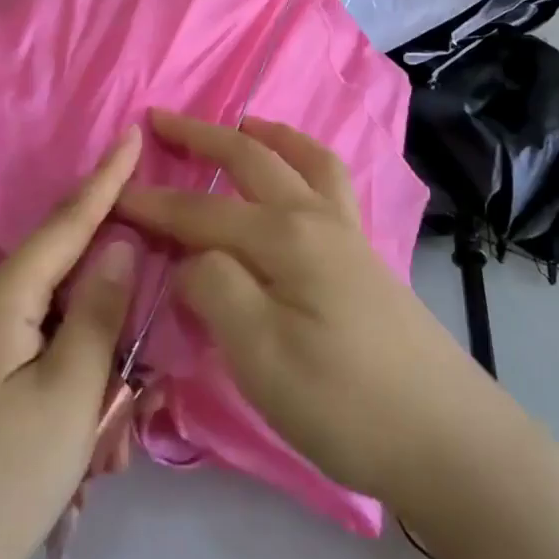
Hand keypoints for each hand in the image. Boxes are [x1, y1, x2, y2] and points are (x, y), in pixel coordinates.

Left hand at [0, 124, 142, 558]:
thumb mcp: (68, 396)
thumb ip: (100, 312)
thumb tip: (119, 243)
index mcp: (6, 297)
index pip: (69, 220)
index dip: (107, 178)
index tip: (134, 132)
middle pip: (72, 286)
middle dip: (116, 320)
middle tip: (144, 378)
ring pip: (61, 336)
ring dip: (96, 377)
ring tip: (110, 444)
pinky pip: (40, 370)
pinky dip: (71, 401)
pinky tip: (84, 455)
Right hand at [118, 108, 498, 511]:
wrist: (448, 439)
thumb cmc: (345, 402)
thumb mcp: (260, 355)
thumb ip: (215, 288)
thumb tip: (190, 255)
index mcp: (284, 236)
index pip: (201, 210)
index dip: (153, 203)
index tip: (110, 194)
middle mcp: (315, 217)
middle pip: (251, 159)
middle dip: (201, 136)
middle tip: (160, 119)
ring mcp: (347, 232)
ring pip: (303, 159)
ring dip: (265, 134)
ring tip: (241, 123)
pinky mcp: (365, 255)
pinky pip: (329, 182)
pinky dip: (305, 159)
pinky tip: (298, 176)